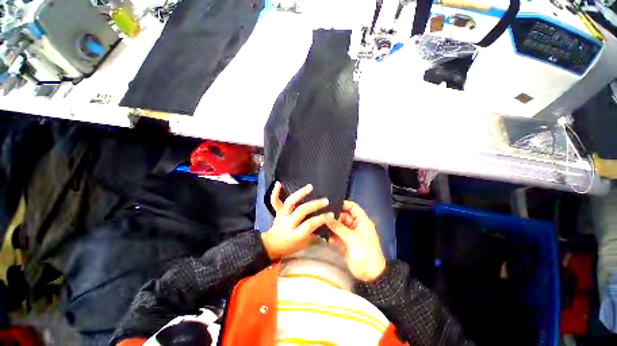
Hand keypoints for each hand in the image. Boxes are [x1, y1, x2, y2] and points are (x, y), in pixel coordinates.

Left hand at [261, 182, 333, 259]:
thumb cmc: (290, 246)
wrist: (271, 246)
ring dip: (300, 193)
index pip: (310, 224)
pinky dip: (275, 192)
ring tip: (310, 187)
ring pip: (290, 202)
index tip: (331, 214)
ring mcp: (282, 216)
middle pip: (301, 211)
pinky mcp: (277, 211)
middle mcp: (288, 223)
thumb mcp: (305, 244)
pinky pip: (274, 201)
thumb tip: (327, 225)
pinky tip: (278, 183)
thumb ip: (315, 234)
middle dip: (314, 205)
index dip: (321, 219)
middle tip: (325, 201)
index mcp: (296, 234)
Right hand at [326, 201, 386, 281]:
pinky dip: (333, 236)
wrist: (370, 274)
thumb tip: (326, 217)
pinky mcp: (346, 242)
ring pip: (340, 225)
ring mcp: (351, 234)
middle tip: (323, 217)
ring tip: (323, 227)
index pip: (353, 207)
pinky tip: (328, 239)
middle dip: (334, 216)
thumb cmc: (364, 252)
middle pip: (344, 216)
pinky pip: (338, 235)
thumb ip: (338, 227)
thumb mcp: (351, 238)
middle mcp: (356, 225)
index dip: (343, 204)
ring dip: (332, 227)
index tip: (331, 204)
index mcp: (362, 221)